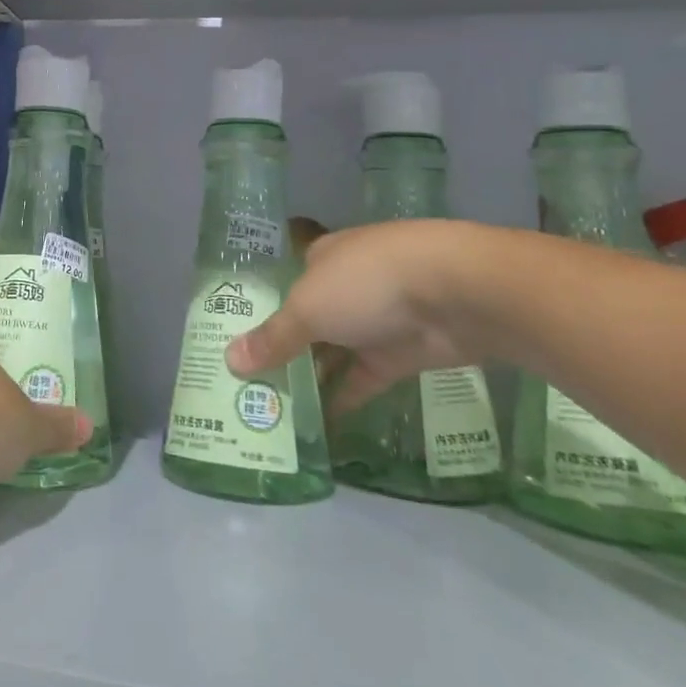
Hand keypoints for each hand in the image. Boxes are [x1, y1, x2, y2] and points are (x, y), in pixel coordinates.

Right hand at [227, 221, 481, 413]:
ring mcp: (375, 321)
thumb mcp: (307, 309)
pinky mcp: (401, 355)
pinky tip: (318, 427)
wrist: (455, 294)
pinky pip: (363, 379)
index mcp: (320, 259)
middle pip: (307, 321)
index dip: (261, 312)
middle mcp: (345, 286)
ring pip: (334, 352)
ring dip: (311, 378)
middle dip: (283, 350)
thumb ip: (273, 339)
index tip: (236, 343)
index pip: (284, 285)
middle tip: (247, 386)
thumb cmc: (367, 283)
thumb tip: (229, 361)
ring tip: (274, 410)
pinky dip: (344, 399)